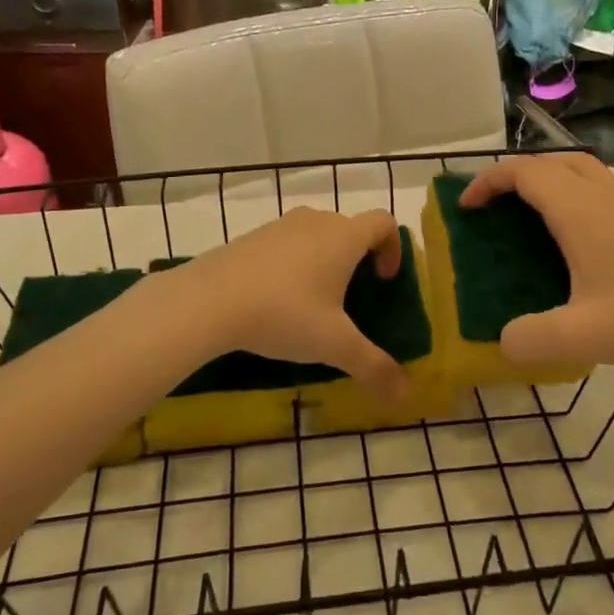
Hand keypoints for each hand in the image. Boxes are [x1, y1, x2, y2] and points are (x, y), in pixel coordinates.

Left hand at [169, 207, 408, 399]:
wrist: (208, 300)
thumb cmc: (284, 313)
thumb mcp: (334, 345)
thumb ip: (373, 366)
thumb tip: (405, 392)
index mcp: (344, 236)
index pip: (384, 223)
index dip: (393, 248)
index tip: (384, 281)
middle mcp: (315, 221)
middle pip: (349, 229)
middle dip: (358, 259)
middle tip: (352, 299)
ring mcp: (279, 226)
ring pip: (315, 235)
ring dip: (324, 261)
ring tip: (313, 302)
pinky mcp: (250, 238)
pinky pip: (285, 245)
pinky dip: (292, 265)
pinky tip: (276, 301)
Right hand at [459, 155, 613, 371]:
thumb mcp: (583, 336)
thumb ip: (531, 339)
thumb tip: (502, 341)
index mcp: (580, 211)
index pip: (523, 172)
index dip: (487, 182)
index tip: (466, 209)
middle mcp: (601, 197)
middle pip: (549, 162)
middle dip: (512, 177)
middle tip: (492, 210)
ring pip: (576, 171)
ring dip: (544, 181)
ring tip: (525, 218)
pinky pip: (594, 189)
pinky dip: (568, 196)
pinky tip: (569, 241)